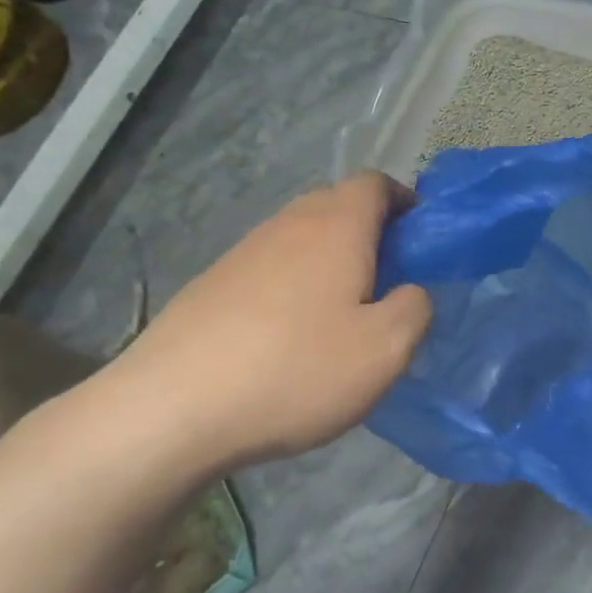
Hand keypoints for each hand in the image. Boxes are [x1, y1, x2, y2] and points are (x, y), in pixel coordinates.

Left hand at [90, 173, 431, 476]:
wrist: (171, 409)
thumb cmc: (295, 371)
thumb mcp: (386, 349)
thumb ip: (415, 308)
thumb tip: (410, 291)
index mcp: (336, 227)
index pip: (375, 183)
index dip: (404, 200)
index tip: (420, 239)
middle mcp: (287, 225)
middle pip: (336, 204)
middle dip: (370, 231)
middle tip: (388, 282)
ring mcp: (243, 252)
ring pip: (301, 236)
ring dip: (330, 259)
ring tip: (340, 313)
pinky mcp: (212, 284)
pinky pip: (269, 267)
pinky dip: (293, 284)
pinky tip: (290, 335)